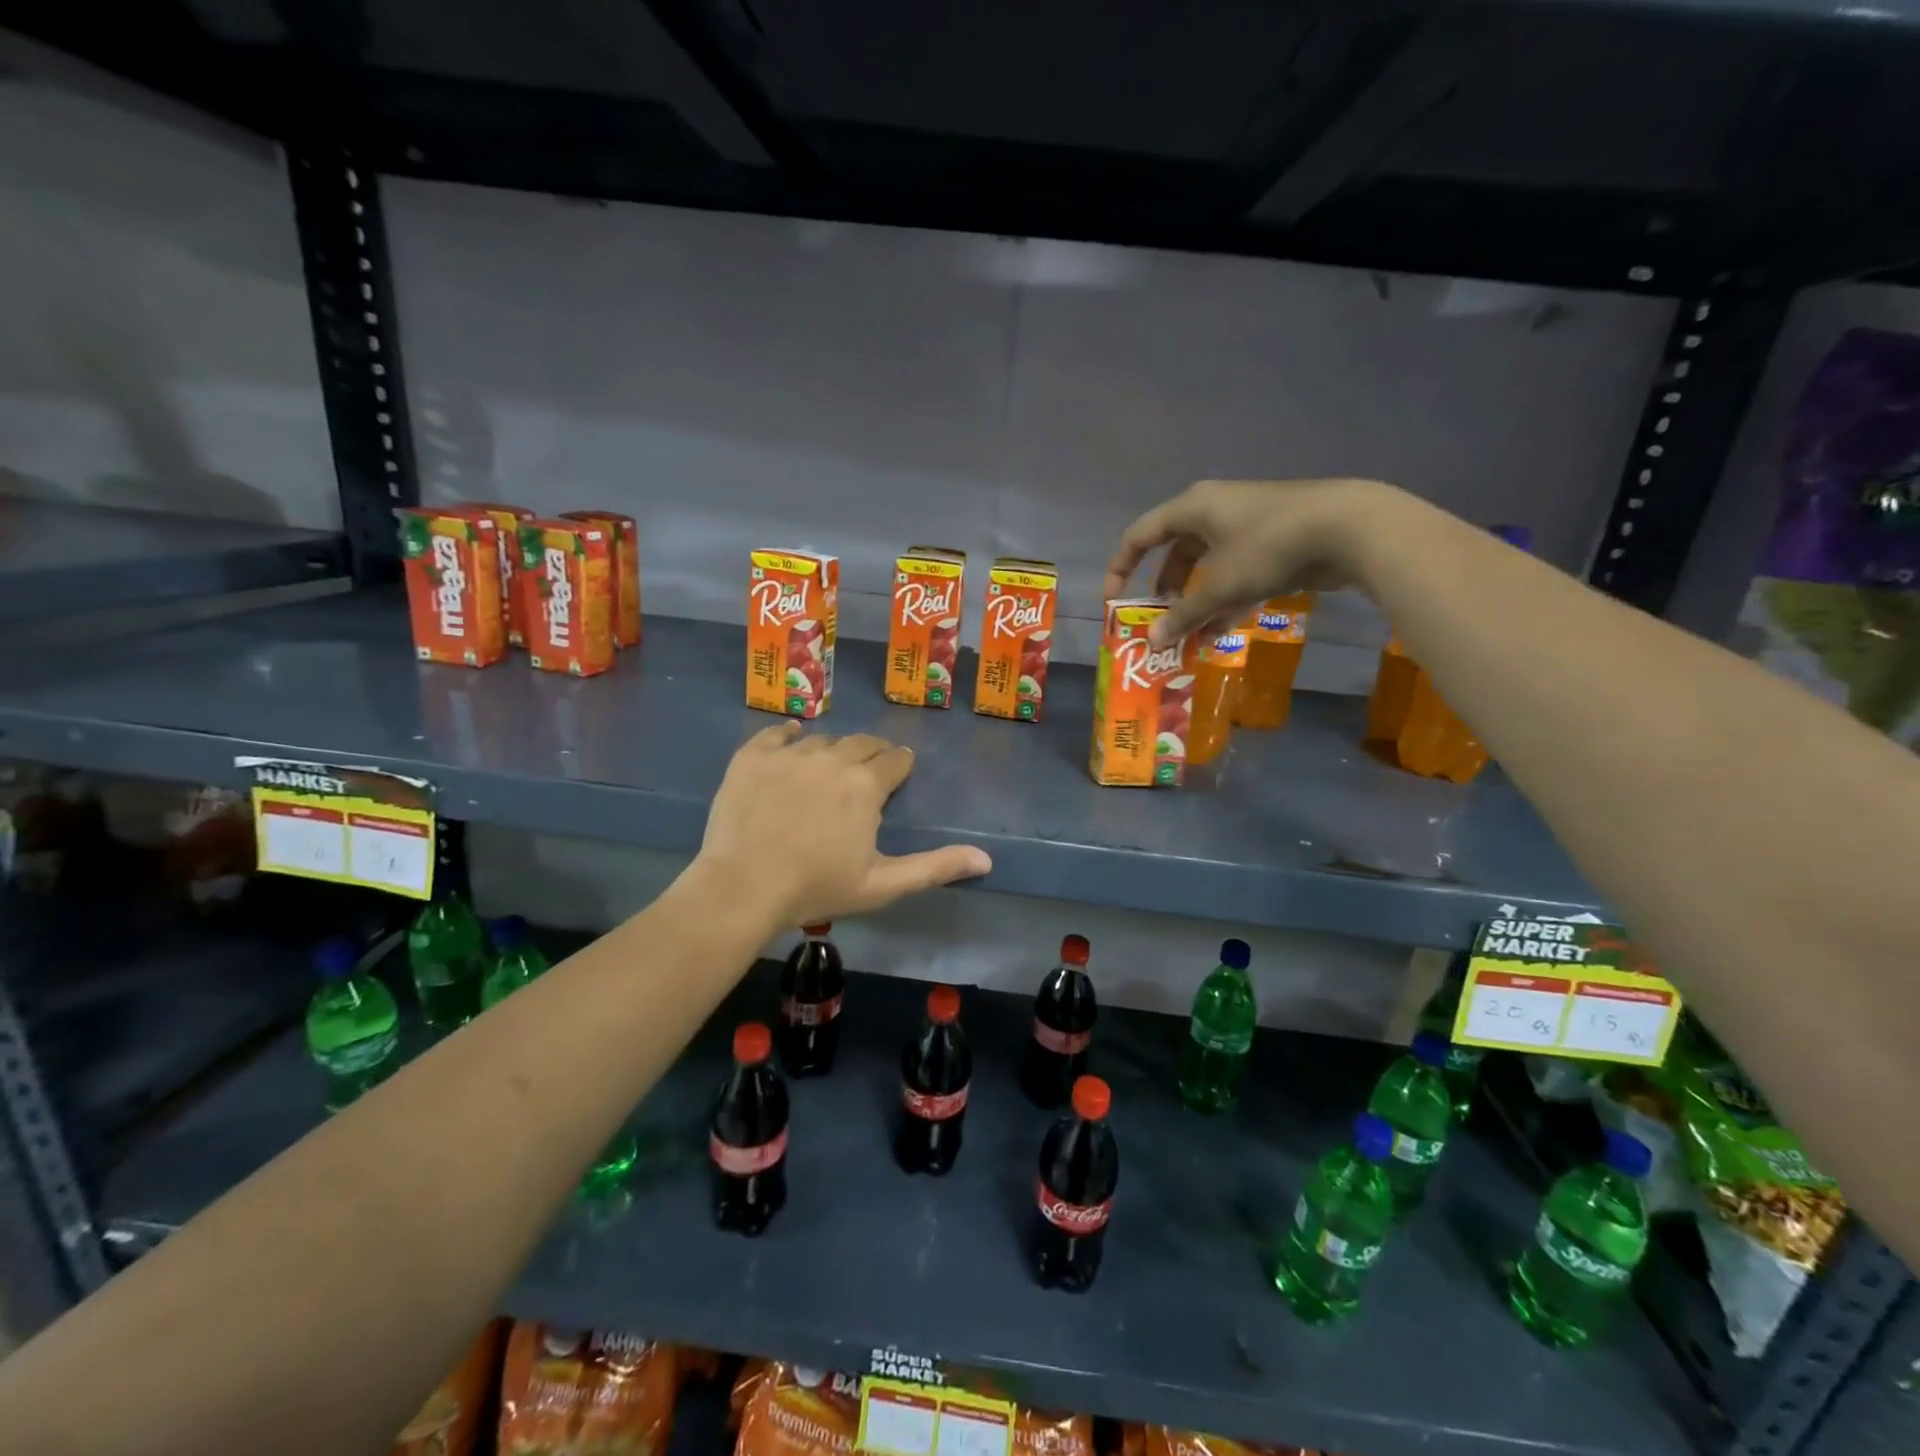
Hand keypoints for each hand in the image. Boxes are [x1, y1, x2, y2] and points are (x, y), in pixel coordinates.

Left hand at [697, 722, 992, 925]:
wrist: (743, 887)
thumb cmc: (817, 888)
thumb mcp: (883, 884)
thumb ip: (935, 867)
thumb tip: (986, 859)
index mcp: (865, 785)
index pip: (895, 760)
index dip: (900, 766)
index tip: (897, 774)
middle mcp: (832, 758)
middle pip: (862, 743)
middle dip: (872, 754)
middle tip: (869, 771)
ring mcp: (789, 754)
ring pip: (822, 739)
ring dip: (833, 750)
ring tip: (829, 767)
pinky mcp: (752, 757)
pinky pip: (776, 733)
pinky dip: (788, 735)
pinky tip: (791, 739)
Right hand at [1104, 477, 1394, 644]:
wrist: (1349, 527)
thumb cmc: (1269, 547)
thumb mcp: (1220, 586)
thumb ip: (1183, 615)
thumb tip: (1153, 641)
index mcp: (1192, 508)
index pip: (1139, 536)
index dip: (1120, 568)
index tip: (1113, 601)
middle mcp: (1215, 510)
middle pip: (1175, 552)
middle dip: (1165, 590)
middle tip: (1160, 619)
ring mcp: (1246, 524)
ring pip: (1208, 565)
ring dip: (1196, 600)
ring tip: (1191, 634)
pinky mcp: (1273, 539)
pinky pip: (1235, 570)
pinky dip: (1225, 598)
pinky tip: (1223, 630)